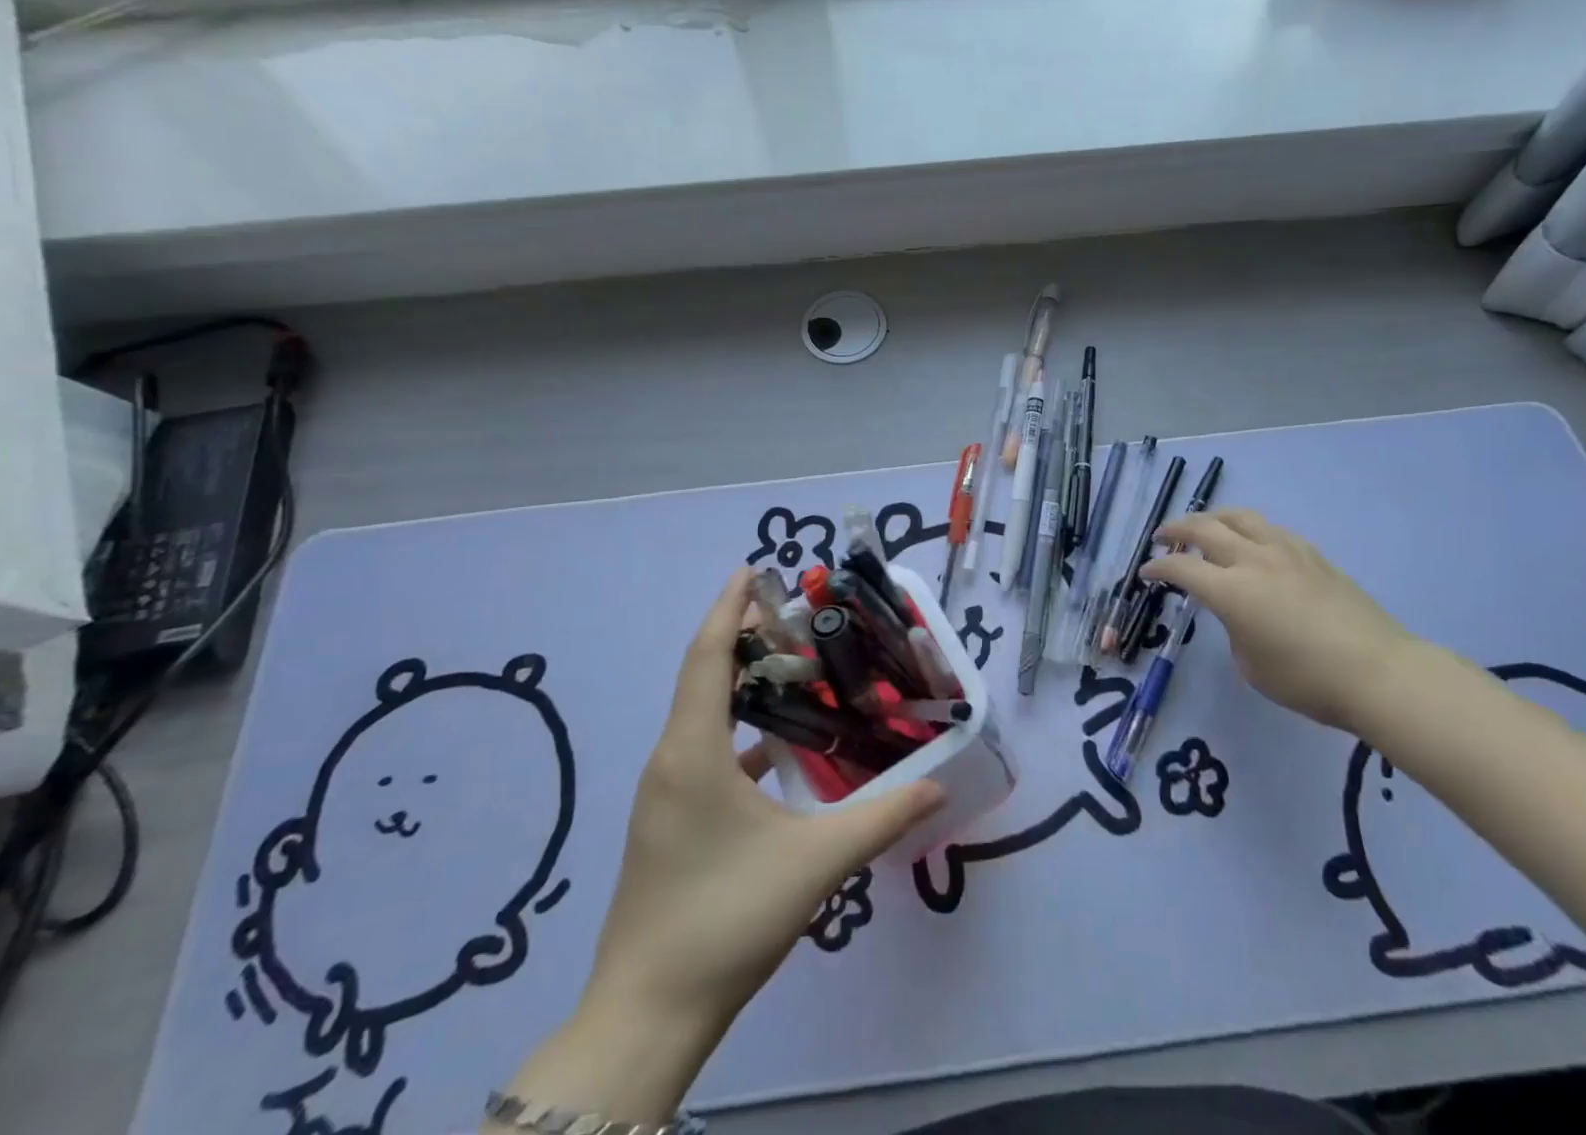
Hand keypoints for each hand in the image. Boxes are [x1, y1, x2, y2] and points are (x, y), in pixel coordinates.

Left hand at [593, 567, 944, 1020]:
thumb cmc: (725, 919)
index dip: (729, 607)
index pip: (708, 656)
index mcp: (693, 751)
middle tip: (794, 617)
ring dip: (741, 684)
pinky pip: (703, 750)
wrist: (647, 1016)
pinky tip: (778, 745)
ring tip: (792, 668)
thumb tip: (938, 785)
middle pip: (704, 676)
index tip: (753, 569)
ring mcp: (665, 794)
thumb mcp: (814, 863)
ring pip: (702, 714)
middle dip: (743, 638)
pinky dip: (738, 730)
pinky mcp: (668, 822)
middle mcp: (672, 759)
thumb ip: (881, 818)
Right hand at [1140, 509, 1427, 731]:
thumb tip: (1237, 612)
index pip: (1181, 568)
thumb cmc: (1307, 680)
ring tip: (1203, 527)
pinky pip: (1269, 529)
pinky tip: (1250, 543)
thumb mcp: (1251, 665)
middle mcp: (1254, 560)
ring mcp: (1286, 551)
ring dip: (1212, 518)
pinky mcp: (1312, 555)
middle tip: (1161, 537)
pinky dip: (1247, 529)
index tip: (1145, 573)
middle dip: (1176, 529)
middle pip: (1205, 528)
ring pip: (1239, 517)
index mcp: (1231, 590)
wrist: (1379, 673)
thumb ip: (1233, 629)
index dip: (1157, 569)